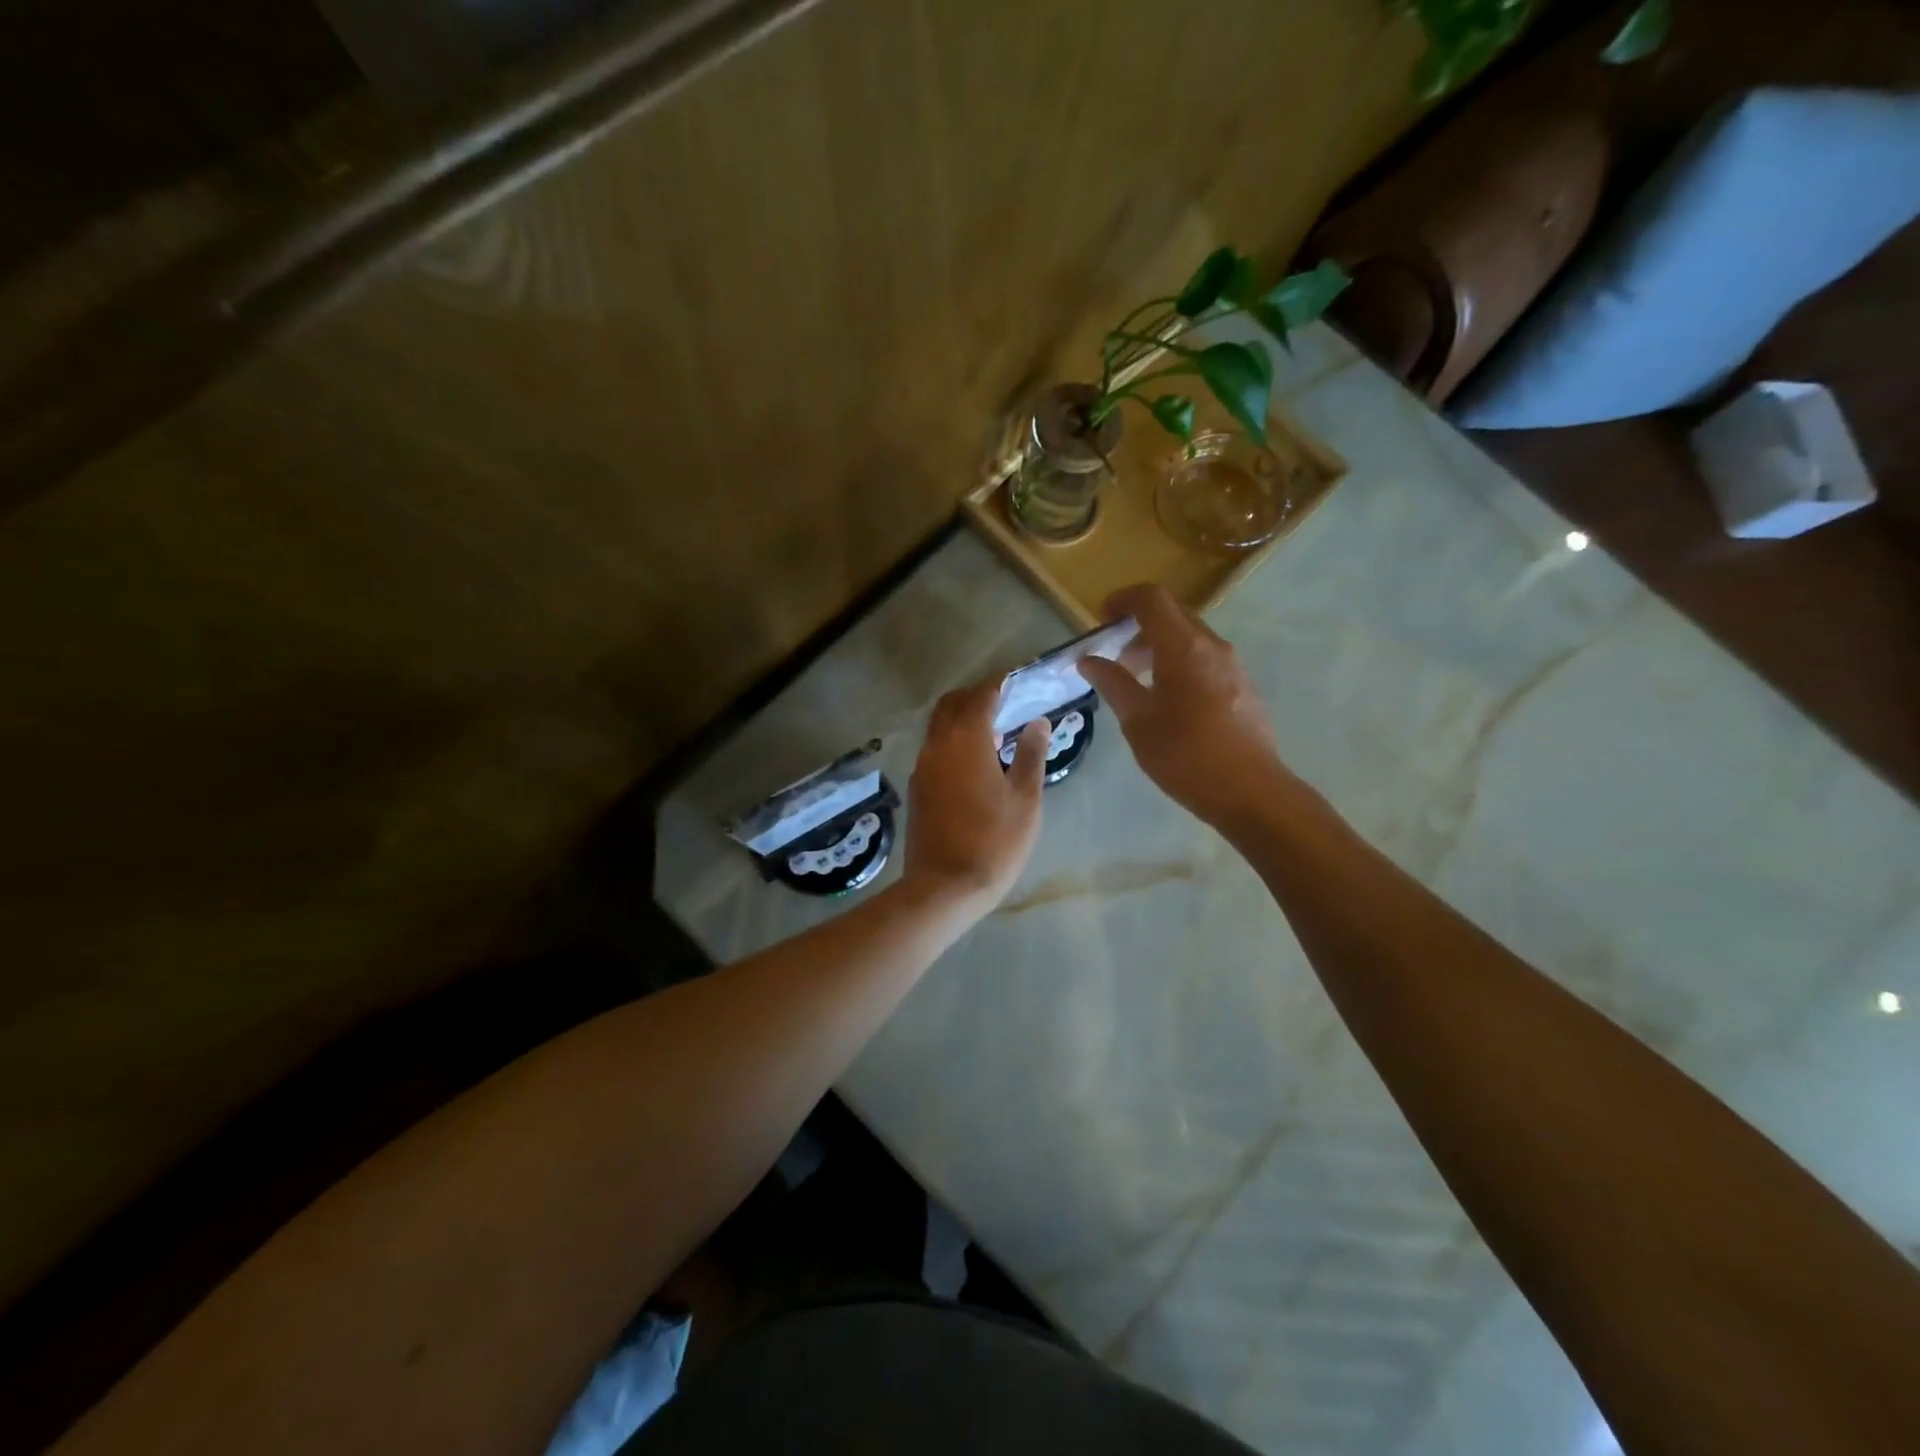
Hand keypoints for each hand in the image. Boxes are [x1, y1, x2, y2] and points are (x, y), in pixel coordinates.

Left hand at [904, 678, 1049, 910]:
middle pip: (951, 704)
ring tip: (992, 733)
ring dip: (961, 719)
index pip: (981, 695)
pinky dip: (952, 742)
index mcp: (966, 740)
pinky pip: (934, 749)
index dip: (998, 683)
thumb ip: (1031, 754)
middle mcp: (937, 745)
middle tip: (1002, 702)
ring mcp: (922, 767)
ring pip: (938, 727)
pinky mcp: (917, 788)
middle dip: (975, 696)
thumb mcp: (1025, 798)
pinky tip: (973, 763)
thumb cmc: (994, 841)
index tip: (1015, 679)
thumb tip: (1037, 722)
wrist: (944, 887)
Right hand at [1078, 583, 1291, 828]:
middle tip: (1115, 657)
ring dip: (1159, 647)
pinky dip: (1180, 662)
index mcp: (1183, 646)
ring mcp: (1233, 665)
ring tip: (1138, 682)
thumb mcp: (1138, 720)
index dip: (1122, 600)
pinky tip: (1168, 701)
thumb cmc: (1185, 754)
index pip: (1151, 598)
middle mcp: (1212, 645)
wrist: (1249, 791)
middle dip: (1139, 626)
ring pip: (1190, 637)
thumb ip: (1112, 683)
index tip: (1101, 620)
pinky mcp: (1243, 685)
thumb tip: (1088, 660)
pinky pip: (1205, 658)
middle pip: (1172, 614)